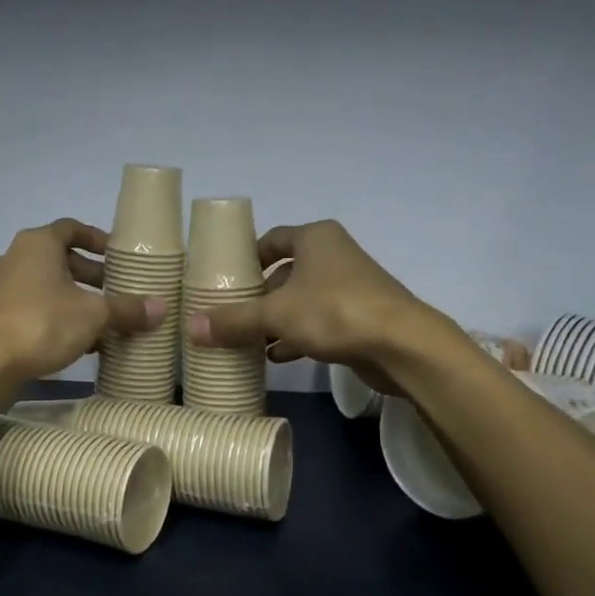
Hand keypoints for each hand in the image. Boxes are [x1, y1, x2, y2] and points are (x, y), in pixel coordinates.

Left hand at [0, 219, 165, 380]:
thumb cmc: (41, 322)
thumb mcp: (93, 315)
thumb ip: (126, 309)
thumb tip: (161, 307)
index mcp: (38, 243)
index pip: (72, 228)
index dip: (98, 239)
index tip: (118, 255)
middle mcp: (16, 257)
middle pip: (61, 258)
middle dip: (92, 275)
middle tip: (118, 291)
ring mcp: (2, 287)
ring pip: (48, 285)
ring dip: (76, 299)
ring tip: (104, 321)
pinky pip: (34, 307)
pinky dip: (58, 316)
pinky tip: (80, 343)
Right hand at [186, 220, 424, 390]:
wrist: (403, 345)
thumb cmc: (335, 311)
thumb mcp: (276, 315)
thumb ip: (234, 320)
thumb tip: (191, 327)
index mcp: (315, 239)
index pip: (270, 240)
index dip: (245, 258)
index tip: (222, 279)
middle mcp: (333, 255)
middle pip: (284, 273)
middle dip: (258, 296)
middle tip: (228, 315)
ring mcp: (349, 287)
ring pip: (300, 300)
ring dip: (275, 320)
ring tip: (245, 340)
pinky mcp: (359, 317)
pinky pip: (318, 322)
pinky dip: (296, 336)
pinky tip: (274, 357)